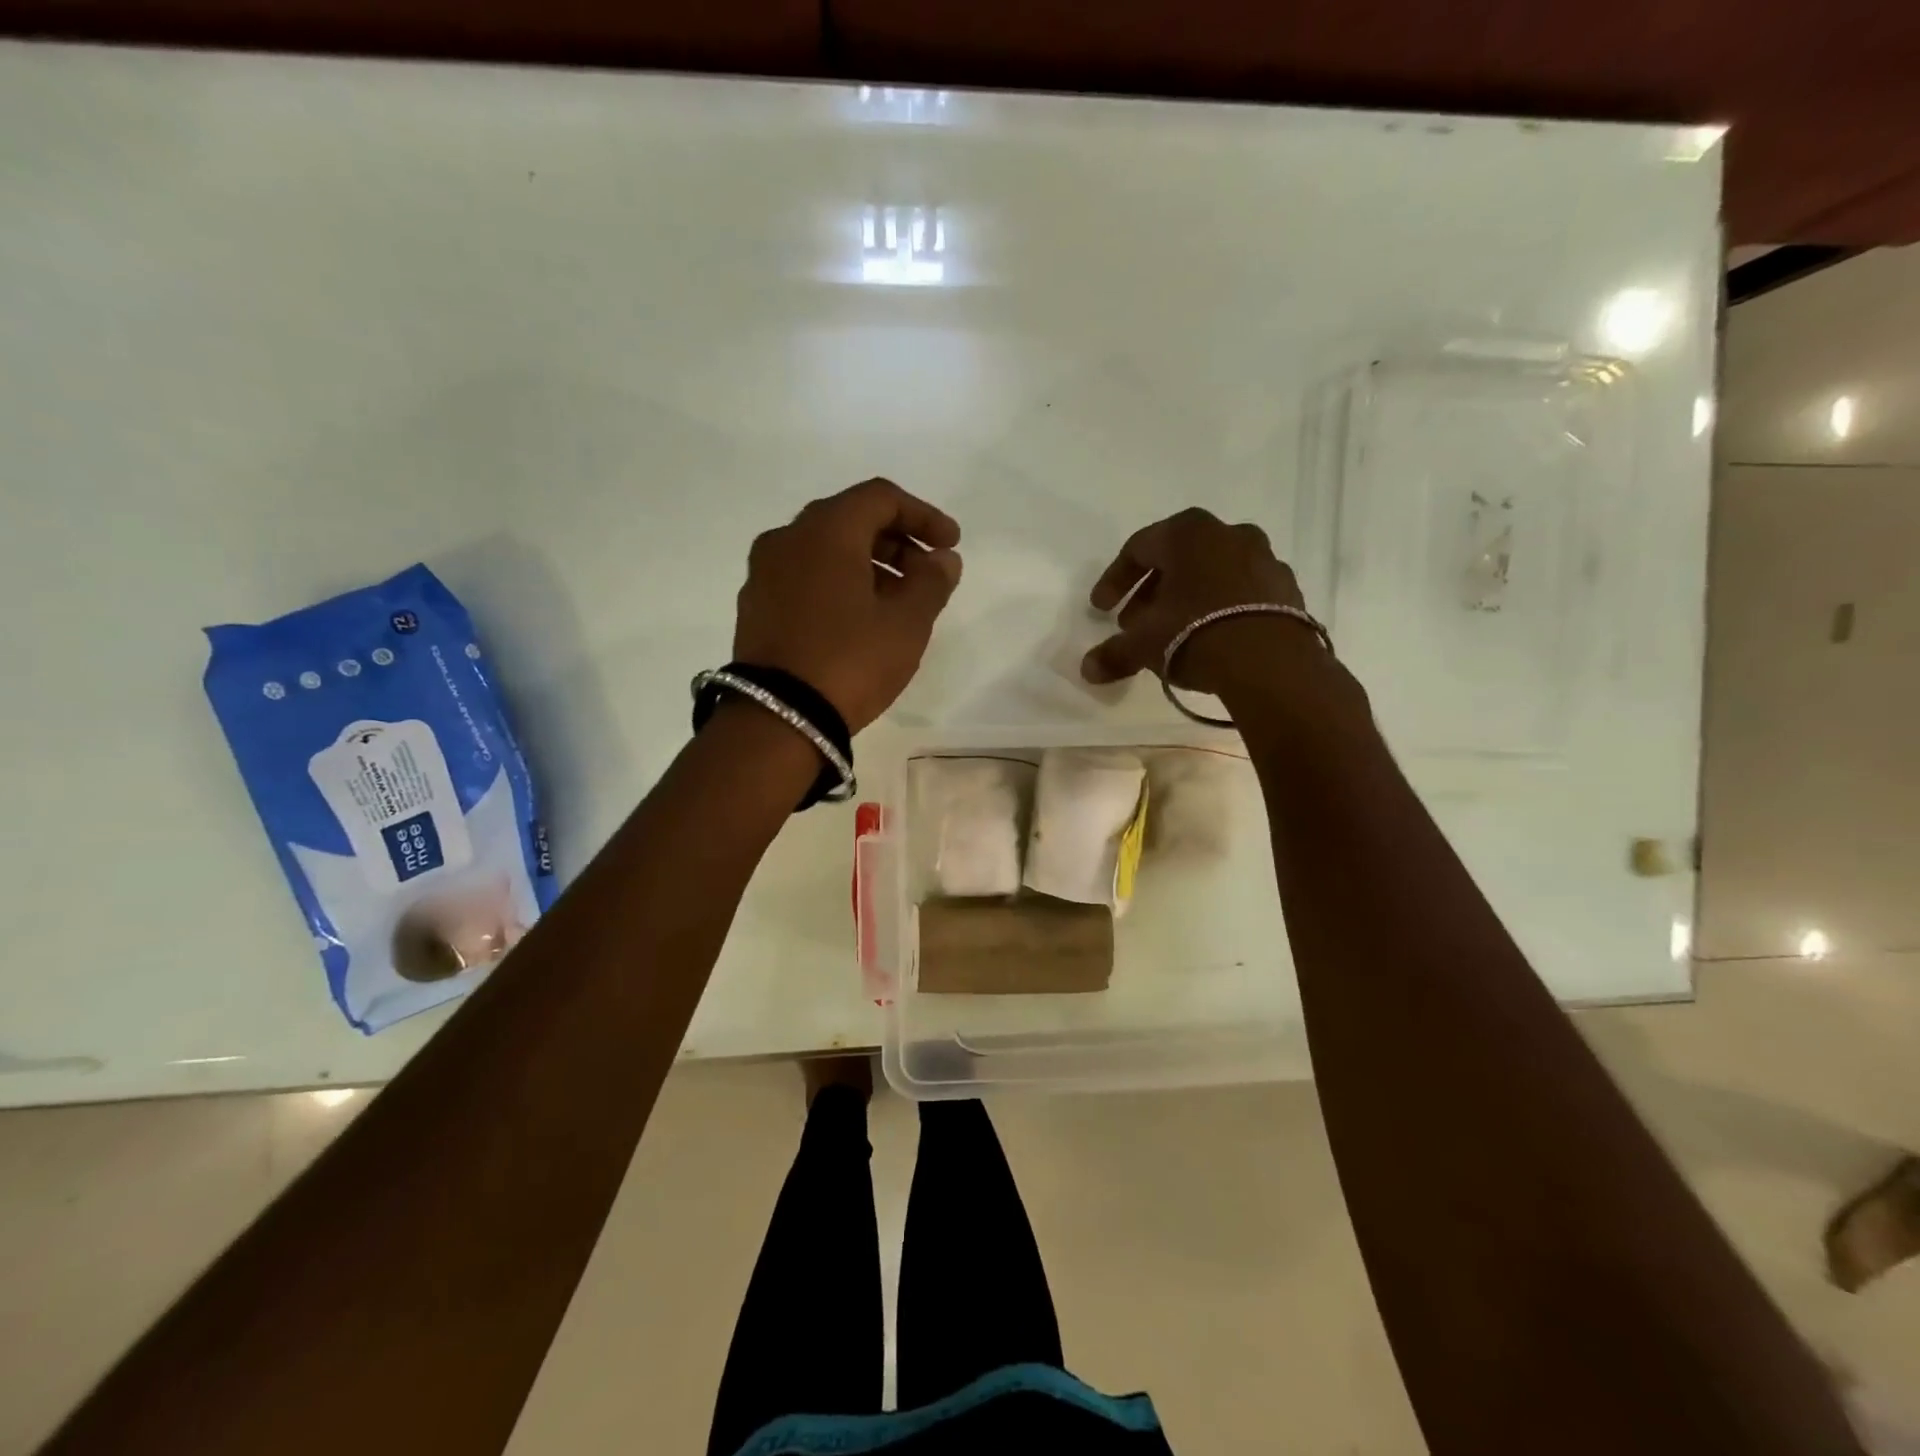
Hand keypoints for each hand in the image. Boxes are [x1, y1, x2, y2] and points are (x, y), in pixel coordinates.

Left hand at [734, 478, 962, 732]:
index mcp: (826, 530)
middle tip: (928, 575)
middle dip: (897, 541)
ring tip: (899, 602)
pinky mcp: (755, 605)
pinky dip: (838, 583)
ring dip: (868, 564)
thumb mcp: (906, 623)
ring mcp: (764, 572)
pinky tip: (859, 618)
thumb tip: (942, 559)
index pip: (881, 498)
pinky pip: (804, 576)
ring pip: (825, 550)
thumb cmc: (850, 661)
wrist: (777, 718)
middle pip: (851, 520)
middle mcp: (788, 538)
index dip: (923, 516)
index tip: (951, 545)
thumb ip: (932, 582)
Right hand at [1080, 508, 1305, 696]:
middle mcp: (1228, 534)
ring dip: (1187, 598)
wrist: (1272, 662)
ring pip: (1212, 573)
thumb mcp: (1144, 645)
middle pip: (1177, 558)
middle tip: (1134, 623)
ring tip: (1172, 632)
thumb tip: (1088, 670)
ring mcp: (1264, 558)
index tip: (1102, 609)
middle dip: (1151, 591)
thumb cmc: (1195, 634)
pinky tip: (1211, 637)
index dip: (1115, 580)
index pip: (1138, 548)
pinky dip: (1221, 607)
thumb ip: (1114, 654)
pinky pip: (1242, 592)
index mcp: (1187, 533)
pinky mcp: (1287, 588)